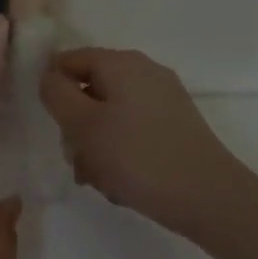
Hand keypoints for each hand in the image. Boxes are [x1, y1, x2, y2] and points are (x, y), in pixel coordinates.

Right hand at [38, 48, 252, 240]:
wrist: (208, 197)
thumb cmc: (136, 155)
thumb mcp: (82, 123)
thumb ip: (56, 93)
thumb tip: (49, 77)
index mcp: (121, 63)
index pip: (67, 60)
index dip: (52, 89)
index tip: (50, 123)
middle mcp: (144, 73)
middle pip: (88, 90)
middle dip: (74, 125)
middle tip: (76, 157)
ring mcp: (162, 100)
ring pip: (107, 116)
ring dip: (93, 146)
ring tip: (99, 177)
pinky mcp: (173, 127)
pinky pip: (130, 132)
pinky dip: (118, 153)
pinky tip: (120, 181)